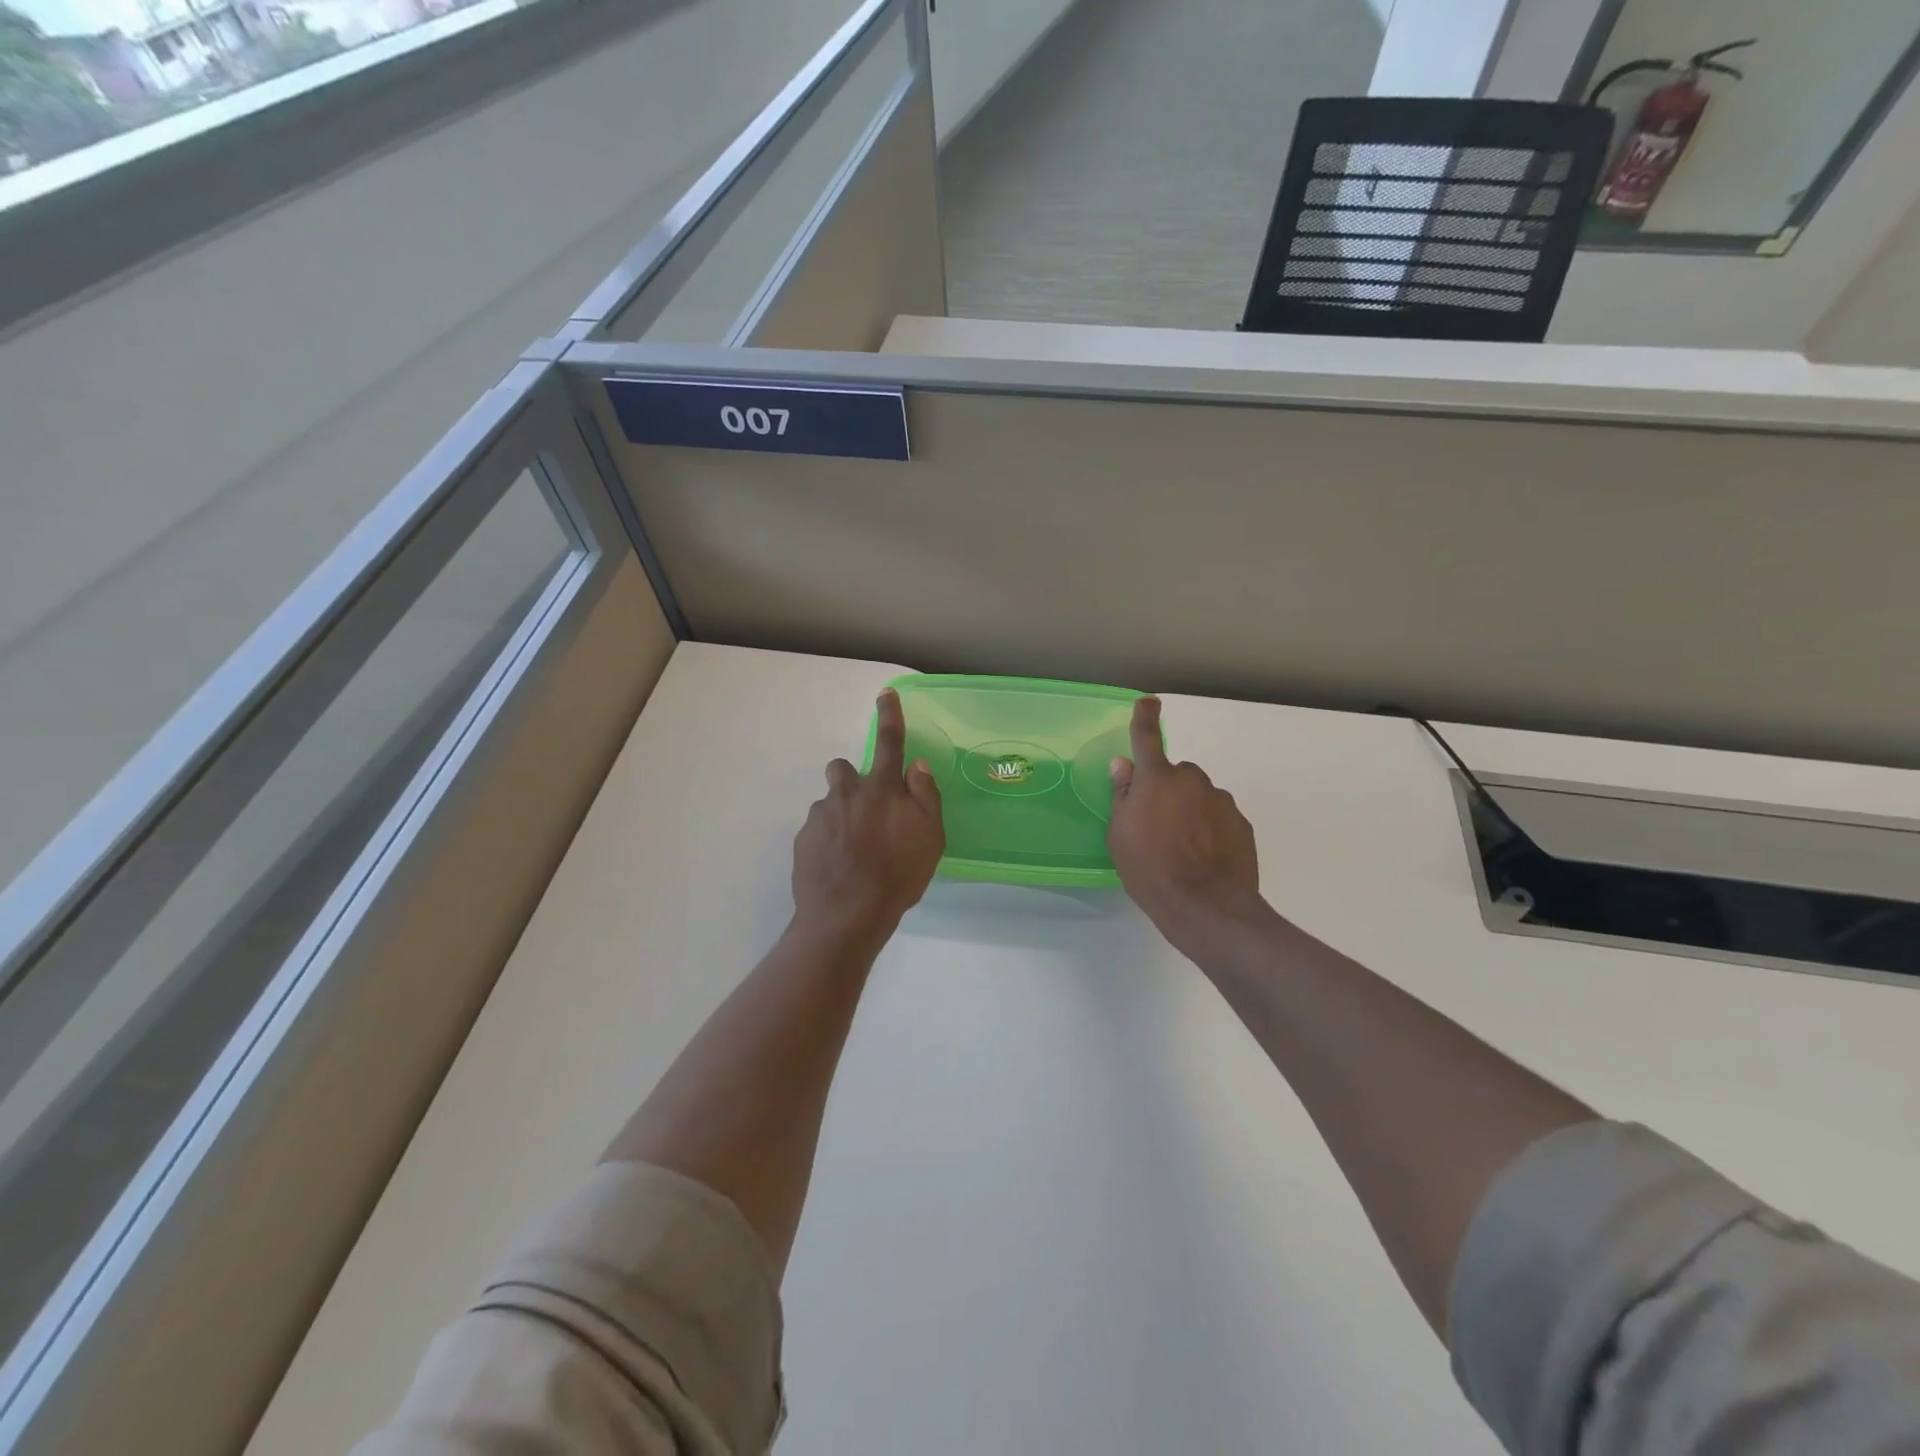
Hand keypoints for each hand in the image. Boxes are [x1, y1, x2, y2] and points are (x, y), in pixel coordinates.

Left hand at [792, 688, 944, 939]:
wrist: (846, 915)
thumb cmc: (897, 876)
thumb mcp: (930, 838)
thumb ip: (925, 796)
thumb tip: (915, 766)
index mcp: (881, 789)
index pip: (889, 742)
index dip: (890, 716)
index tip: (885, 694)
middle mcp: (847, 793)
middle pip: (843, 768)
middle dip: (851, 779)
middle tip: (865, 810)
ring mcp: (821, 815)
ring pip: (830, 802)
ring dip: (841, 814)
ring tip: (853, 848)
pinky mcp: (803, 839)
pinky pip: (818, 829)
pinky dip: (828, 840)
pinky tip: (839, 866)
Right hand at [1108, 696, 1263, 951]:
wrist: (1206, 906)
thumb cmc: (1150, 869)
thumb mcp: (1120, 835)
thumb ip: (1123, 795)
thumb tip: (1124, 765)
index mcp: (1157, 779)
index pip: (1147, 738)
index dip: (1145, 717)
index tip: (1149, 702)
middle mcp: (1192, 781)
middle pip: (1177, 775)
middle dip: (1168, 790)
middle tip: (1157, 824)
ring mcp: (1221, 801)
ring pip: (1200, 796)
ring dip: (1190, 811)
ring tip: (1182, 849)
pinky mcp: (1241, 824)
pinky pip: (1219, 817)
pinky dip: (1210, 829)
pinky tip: (1204, 858)